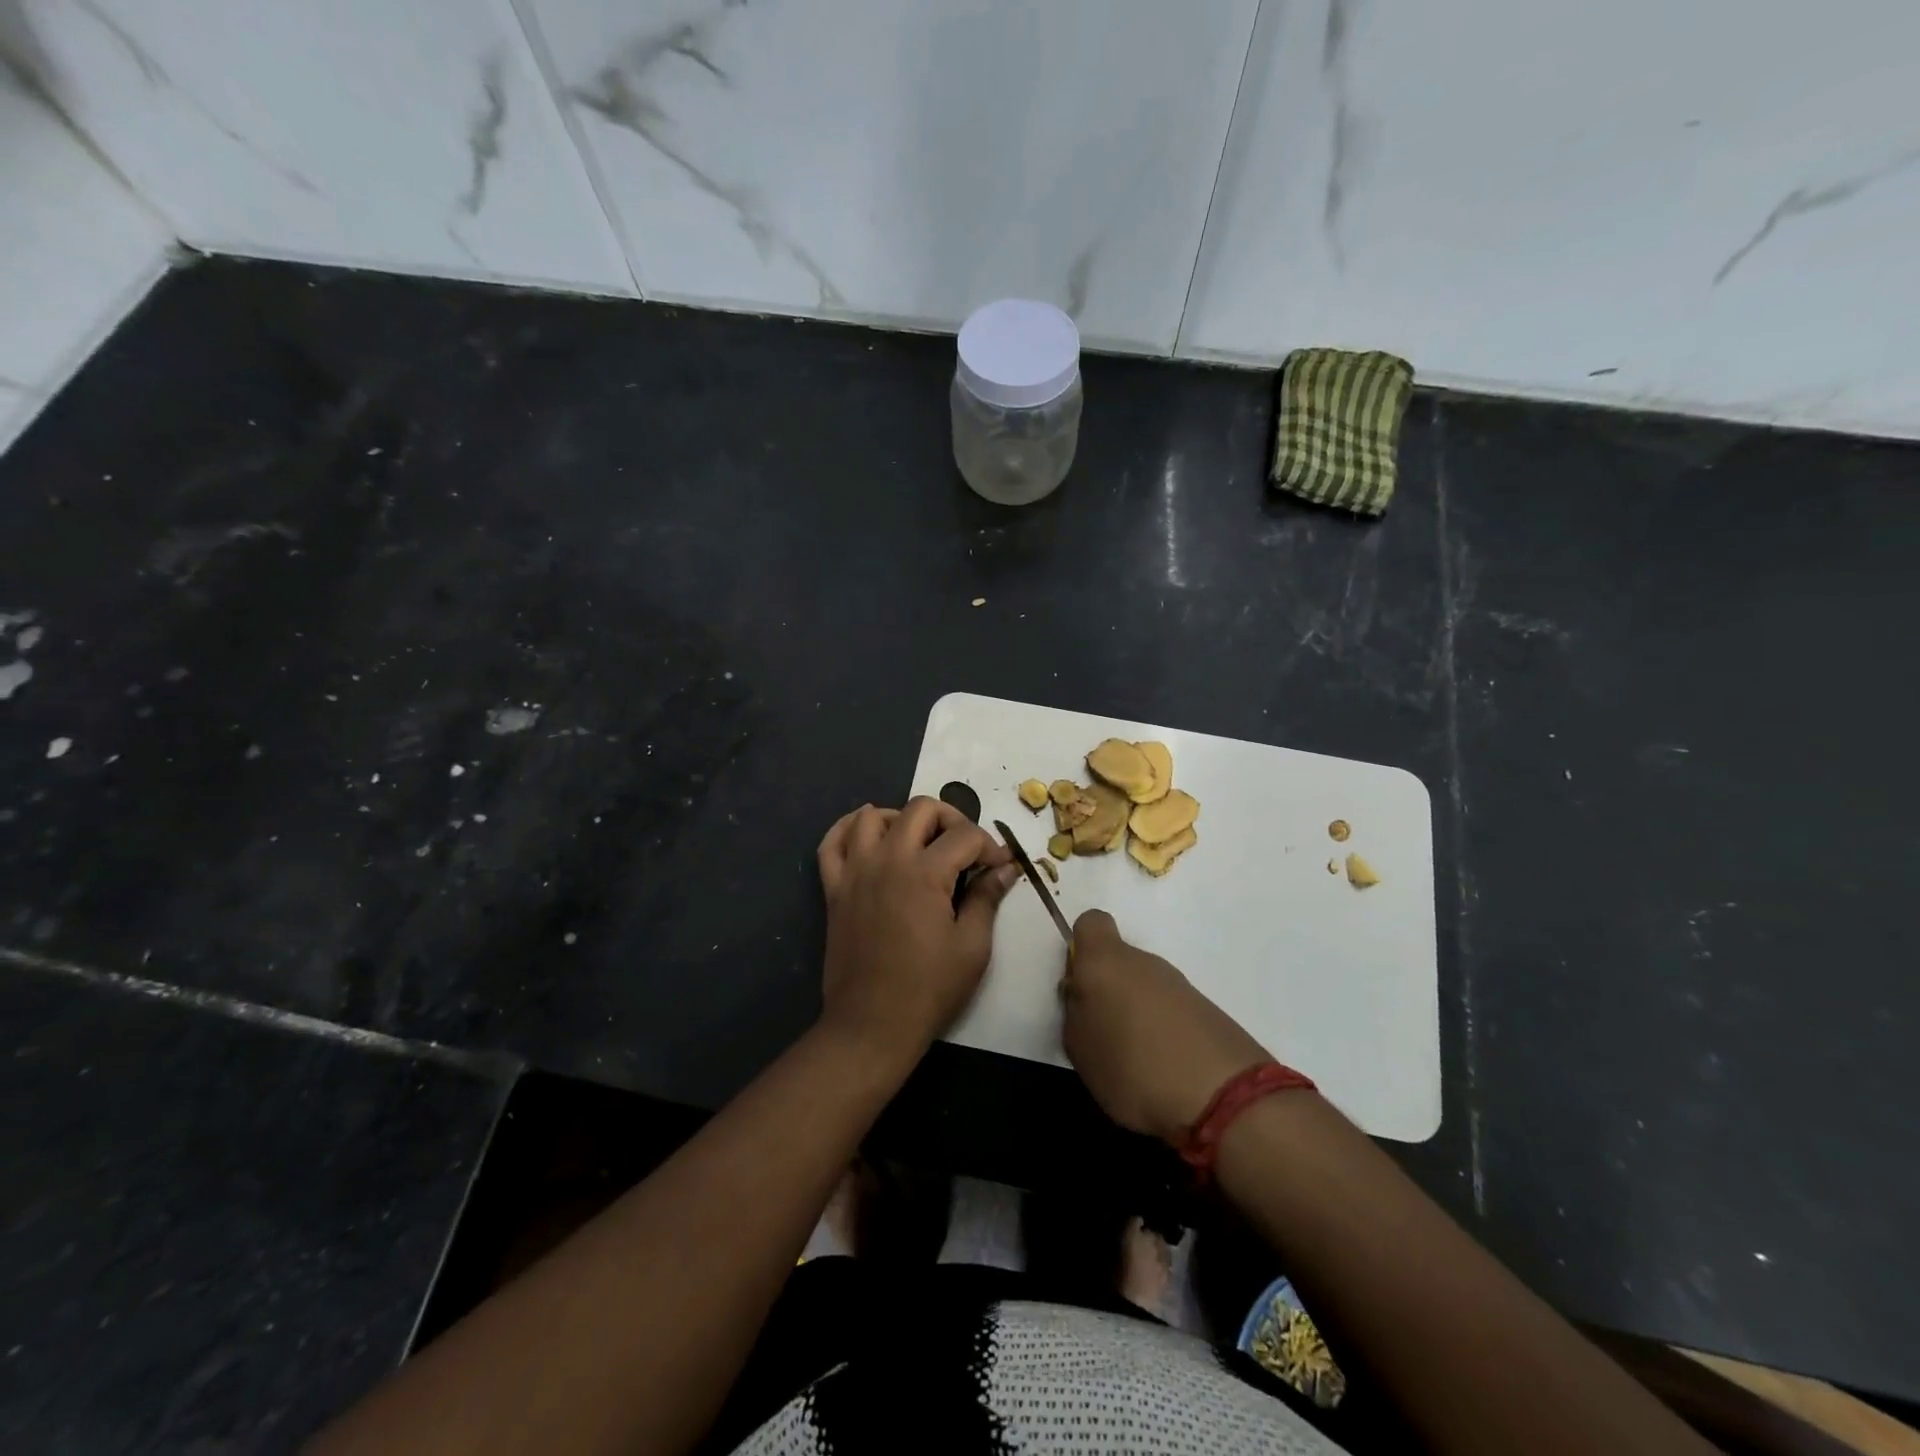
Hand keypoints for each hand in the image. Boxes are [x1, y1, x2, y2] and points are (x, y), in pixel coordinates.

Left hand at [815, 798, 1017, 1064]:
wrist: (871, 1024)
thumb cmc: (928, 989)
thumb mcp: (972, 946)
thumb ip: (987, 898)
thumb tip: (1006, 868)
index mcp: (925, 873)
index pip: (965, 835)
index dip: (990, 846)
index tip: (999, 866)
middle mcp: (887, 860)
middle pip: (921, 809)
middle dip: (951, 819)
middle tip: (964, 849)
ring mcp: (855, 871)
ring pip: (873, 816)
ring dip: (901, 818)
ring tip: (919, 842)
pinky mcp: (834, 889)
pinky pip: (832, 843)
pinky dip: (847, 828)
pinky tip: (867, 834)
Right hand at [1061, 910, 1270, 1143]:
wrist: (1223, 1096)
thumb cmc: (1132, 1066)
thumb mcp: (1079, 1048)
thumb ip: (1075, 1012)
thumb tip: (1083, 997)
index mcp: (1105, 961)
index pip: (1091, 922)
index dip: (1081, 946)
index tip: (1078, 982)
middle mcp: (1143, 961)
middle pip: (1118, 960)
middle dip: (1108, 989)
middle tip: (1101, 1032)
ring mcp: (1179, 984)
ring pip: (1145, 986)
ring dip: (1136, 1012)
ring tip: (1134, 1059)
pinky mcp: (1206, 1009)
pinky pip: (1171, 1010)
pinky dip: (1164, 1030)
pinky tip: (1164, 1068)